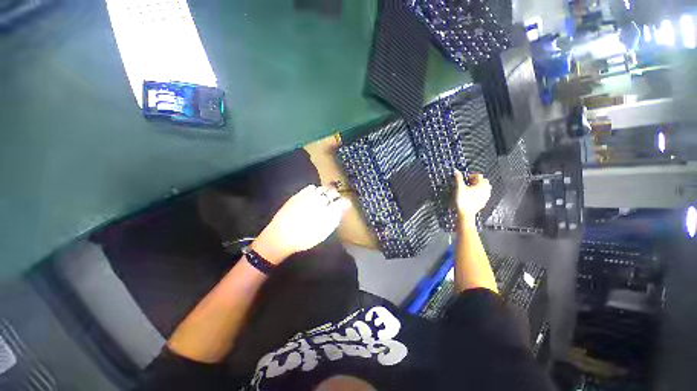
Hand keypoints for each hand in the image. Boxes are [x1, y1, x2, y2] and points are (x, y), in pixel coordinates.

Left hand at [251, 185, 350, 263]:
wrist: (280, 237)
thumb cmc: (304, 238)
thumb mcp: (323, 232)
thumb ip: (335, 218)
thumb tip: (343, 208)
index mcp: (327, 212)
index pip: (341, 202)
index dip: (345, 202)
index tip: (346, 204)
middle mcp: (319, 201)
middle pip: (332, 192)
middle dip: (336, 195)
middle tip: (335, 200)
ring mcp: (308, 196)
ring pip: (322, 188)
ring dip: (326, 191)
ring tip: (324, 197)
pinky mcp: (298, 195)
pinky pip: (310, 187)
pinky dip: (315, 189)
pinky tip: (313, 195)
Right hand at [454, 170, 491, 221]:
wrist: (465, 213)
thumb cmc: (463, 201)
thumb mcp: (459, 187)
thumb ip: (458, 178)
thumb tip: (456, 171)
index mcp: (480, 185)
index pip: (479, 176)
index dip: (472, 175)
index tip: (466, 178)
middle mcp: (485, 190)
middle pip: (484, 181)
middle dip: (477, 180)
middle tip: (469, 182)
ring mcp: (485, 197)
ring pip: (485, 188)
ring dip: (479, 186)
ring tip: (471, 188)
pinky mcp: (483, 202)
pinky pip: (484, 195)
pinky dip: (479, 193)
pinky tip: (473, 195)